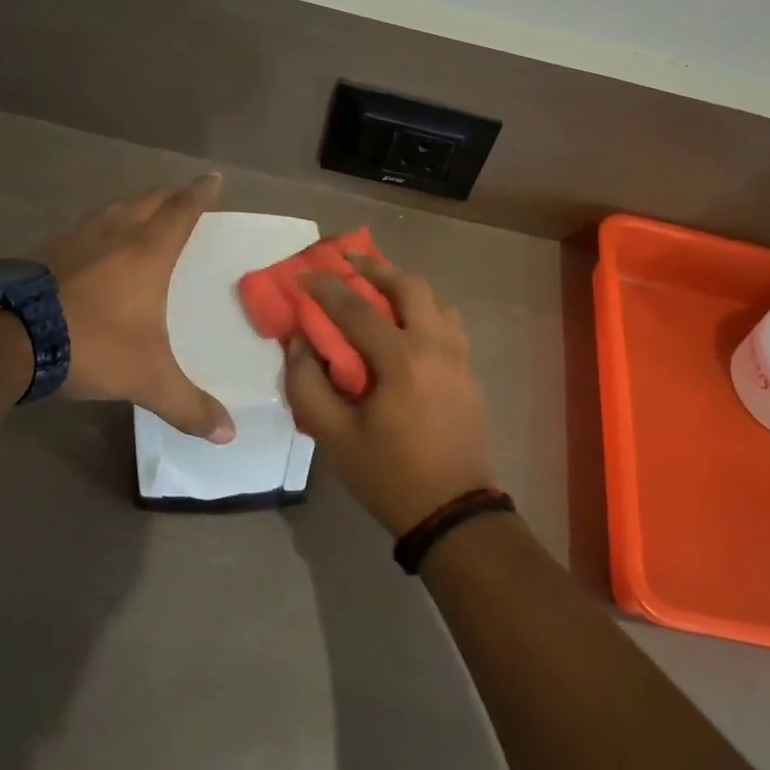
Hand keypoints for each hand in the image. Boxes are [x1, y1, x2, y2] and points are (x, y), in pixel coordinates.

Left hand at [31, 174, 234, 441]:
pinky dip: (99, 226)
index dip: (200, 193)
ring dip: (133, 205)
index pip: (182, 211)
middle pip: (149, 200)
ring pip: (112, 209)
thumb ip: (188, 405)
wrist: (6, 338)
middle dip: (170, 194)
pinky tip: (91, 243)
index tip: (214, 178)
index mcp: (148, 253)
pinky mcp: (43, 250)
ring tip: (141, 211)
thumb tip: (229, 435)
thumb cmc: (91, 345)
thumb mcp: (147, 379)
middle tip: (183, 193)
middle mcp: (114, 234)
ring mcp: (74, 238)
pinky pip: (82, 227)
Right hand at [283, 256, 497, 534]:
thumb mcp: (335, 438)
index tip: (302, 273)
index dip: (326, 287)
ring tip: (378, 284)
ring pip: (435, 298)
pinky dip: (425, 306)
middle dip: (375, 267)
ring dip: (405, 283)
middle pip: (409, 285)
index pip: (357, 308)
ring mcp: (459, 355)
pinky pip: (448, 320)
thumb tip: (299, 343)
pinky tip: (407, 320)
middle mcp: (435, 345)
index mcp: (402, 359)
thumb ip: (308, 386)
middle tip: (348, 258)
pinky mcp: (469, 370)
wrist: (454, 511)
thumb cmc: (390, 475)